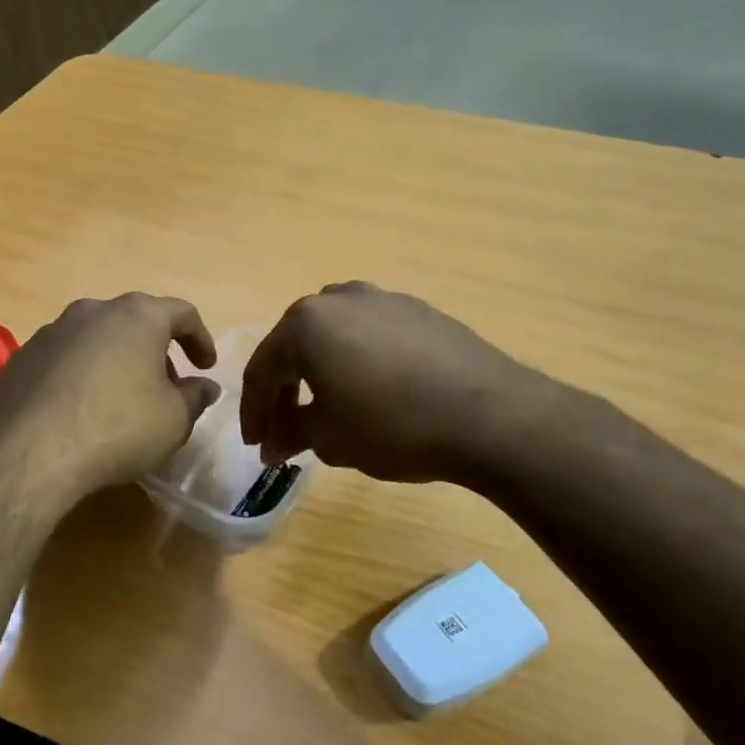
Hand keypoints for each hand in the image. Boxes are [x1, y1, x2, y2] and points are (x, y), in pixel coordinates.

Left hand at [0, 293, 219, 501]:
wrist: (30, 453)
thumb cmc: (118, 427)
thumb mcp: (174, 419)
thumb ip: (195, 398)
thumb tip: (205, 386)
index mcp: (136, 316)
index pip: (181, 313)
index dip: (200, 339)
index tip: (206, 367)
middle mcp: (92, 311)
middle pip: (134, 322)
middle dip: (155, 352)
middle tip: (166, 389)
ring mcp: (50, 332)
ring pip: (96, 339)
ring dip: (116, 362)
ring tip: (121, 402)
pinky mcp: (21, 358)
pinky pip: (64, 360)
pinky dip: (81, 377)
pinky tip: (80, 412)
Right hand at [239, 281, 561, 483]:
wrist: (490, 415)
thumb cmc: (392, 425)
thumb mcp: (329, 438)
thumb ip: (290, 434)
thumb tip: (272, 443)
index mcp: (304, 324)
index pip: (262, 370)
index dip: (254, 412)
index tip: (255, 446)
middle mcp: (337, 299)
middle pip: (295, 347)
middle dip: (285, 392)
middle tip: (285, 431)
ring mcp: (382, 299)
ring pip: (333, 337)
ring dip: (320, 372)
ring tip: (326, 408)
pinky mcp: (418, 310)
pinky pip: (370, 335)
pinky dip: (357, 362)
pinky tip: (371, 391)